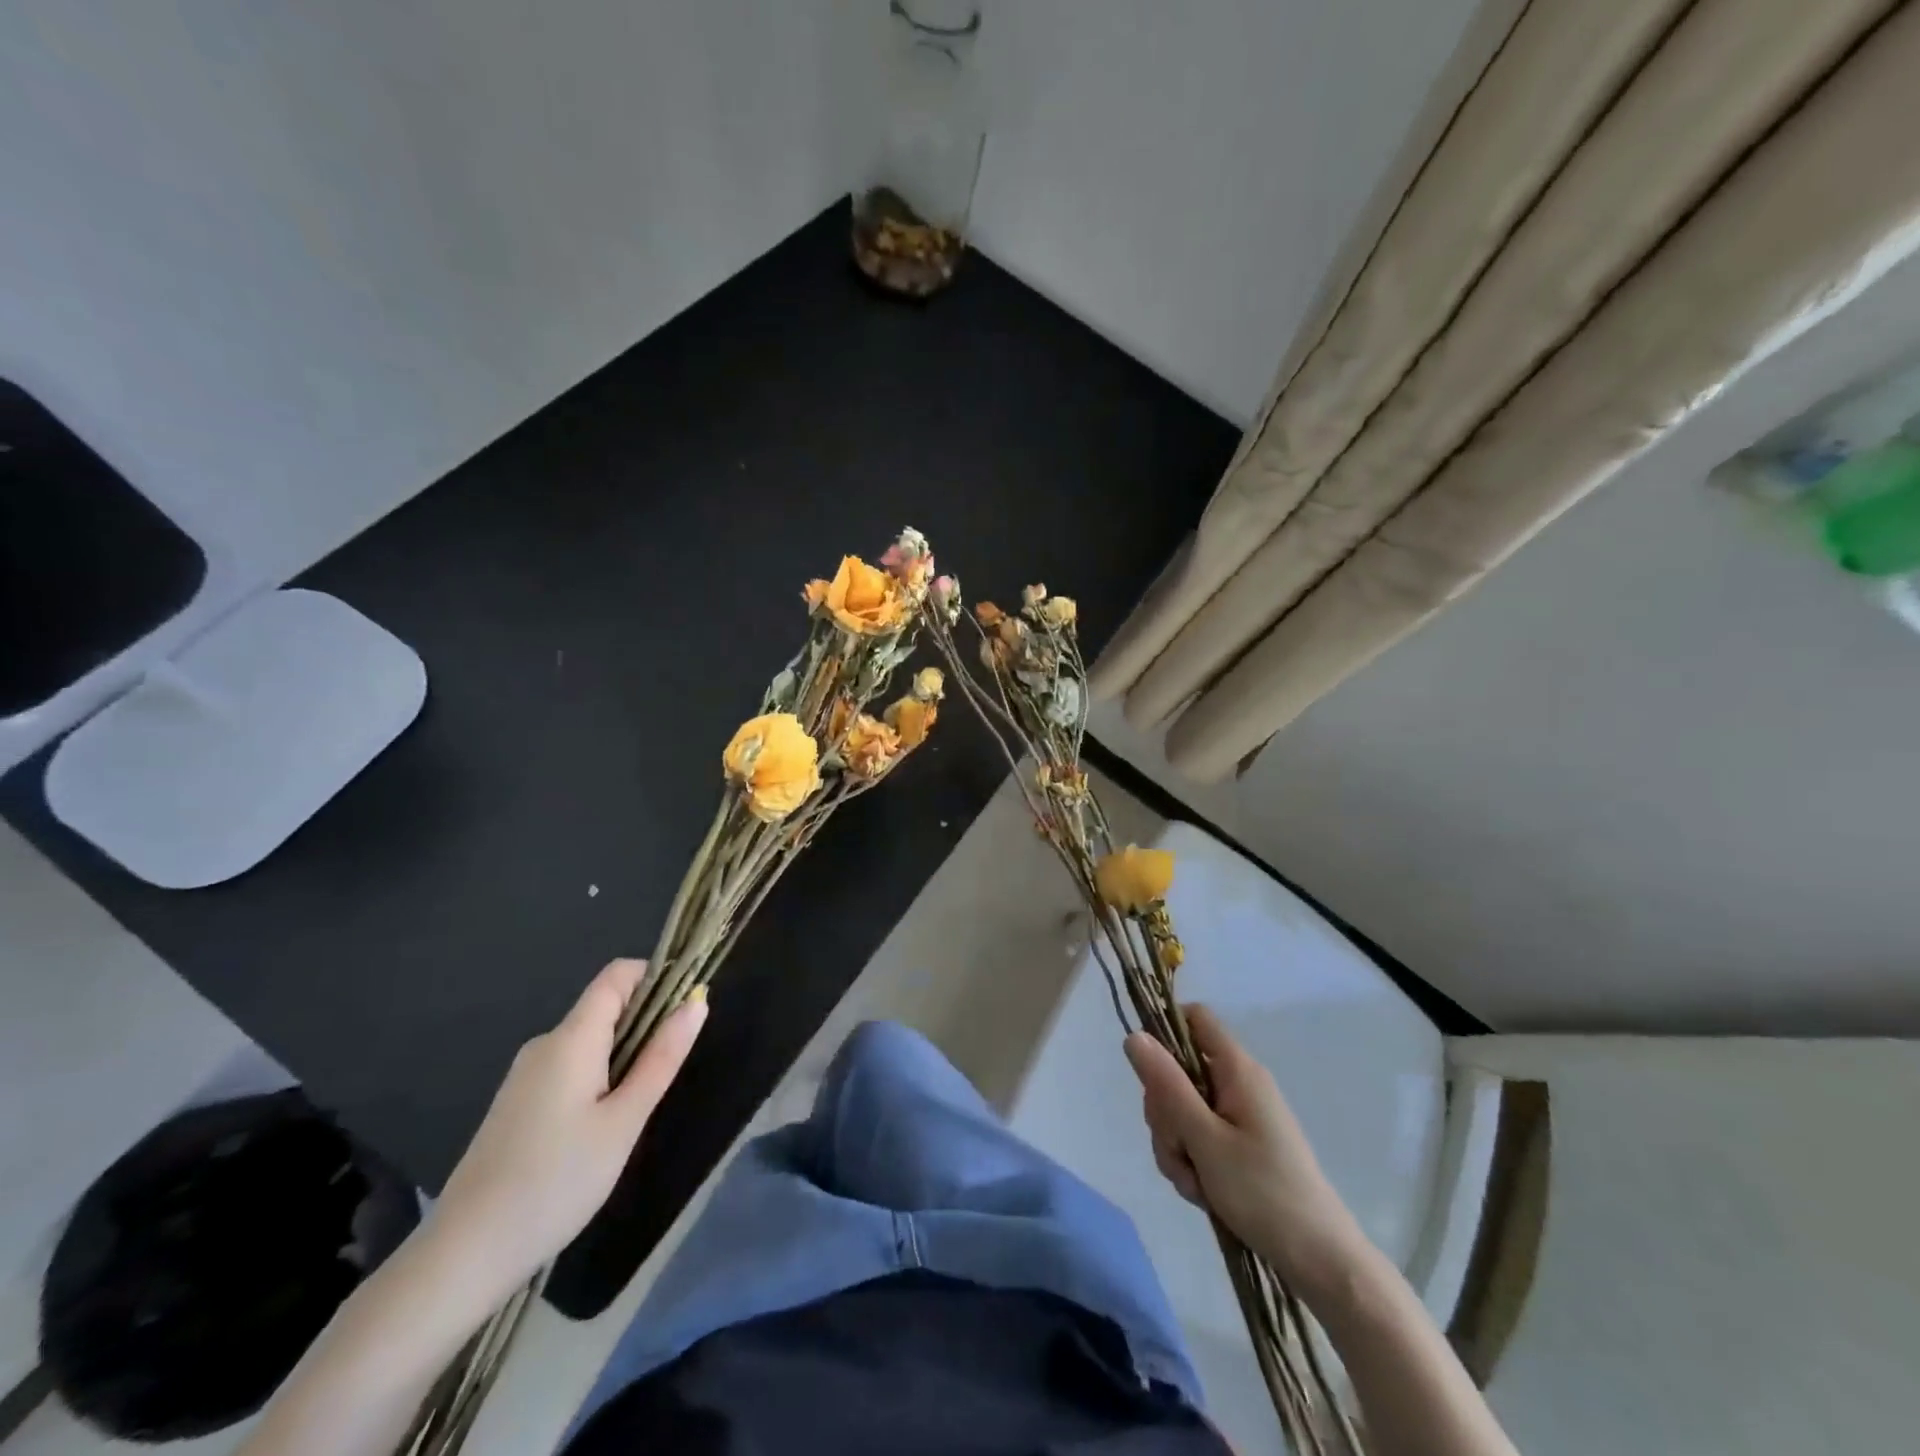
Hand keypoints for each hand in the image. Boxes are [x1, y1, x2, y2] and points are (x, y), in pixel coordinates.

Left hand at [428, 959, 707, 1296]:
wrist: (464, 1255)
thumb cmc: (556, 1181)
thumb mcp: (624, 1121)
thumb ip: (662, 1058)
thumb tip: (698, 1002)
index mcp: (572, 1037)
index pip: (618, 975)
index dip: (656, 978)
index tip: (685, 1012)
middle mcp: (546, 1044)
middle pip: (606, 1007)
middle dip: (645, 1025)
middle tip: (665, 1076)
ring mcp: (525, 1074)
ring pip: (589, 1041)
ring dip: (622, 1057)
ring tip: (633, 1112)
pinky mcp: (516, 1103)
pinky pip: (569, 1067)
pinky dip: (597, 1078)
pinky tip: (598, 1130)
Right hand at [1125, 1004, 1366, 1295]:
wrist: (1320, 1261)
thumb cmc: (1263, 1192)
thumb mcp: (1204, 1138)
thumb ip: (1166, 1085)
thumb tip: (1134, 1035)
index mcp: (1237, 1069)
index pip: (1194, 1018)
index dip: (1165, 1032)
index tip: (1148, 1073)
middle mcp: (1238, 1083)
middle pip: (1179, 1070)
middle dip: (1166, 1111)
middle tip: (1179, 1149)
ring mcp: (1240, 1115)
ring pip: (1183, 1109)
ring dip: (1176, 1144)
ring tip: (1195, 1182)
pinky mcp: (1240, 1144)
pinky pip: (1198, 1136)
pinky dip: (1192, 1160)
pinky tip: (1202, 1191)